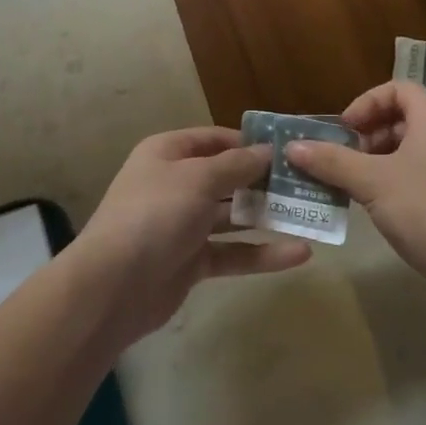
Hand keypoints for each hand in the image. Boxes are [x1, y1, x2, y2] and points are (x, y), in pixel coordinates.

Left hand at [69, 126, 311, 343]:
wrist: (114, 285)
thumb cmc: (155, 214)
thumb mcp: (198, 178)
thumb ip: (236, 165)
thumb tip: (268, 151)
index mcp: (168, 154)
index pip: (213, 139)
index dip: (248, 142)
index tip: (288, 149)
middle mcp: (175, 185)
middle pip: (227, 177)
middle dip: (264, 180)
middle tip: (308, 183)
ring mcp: (183, 225)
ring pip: (233, 217)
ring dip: (269, 217)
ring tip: (312, 215)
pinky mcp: (192, 261)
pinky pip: (233, 252)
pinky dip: (263, 253)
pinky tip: (301, 253)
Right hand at [285, 82, 425, 307]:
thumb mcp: (372, 182)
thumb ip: (331, 161)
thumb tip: (291, 146)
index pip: (399, 89)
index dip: (367, 101)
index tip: (344, 129)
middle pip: (401, 120)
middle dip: (365, 135)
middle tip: (339, 158)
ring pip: (406, 153)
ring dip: (372, 163)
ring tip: (346, 185)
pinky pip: (414, 179)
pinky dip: (388, 185)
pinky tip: (369, 208)